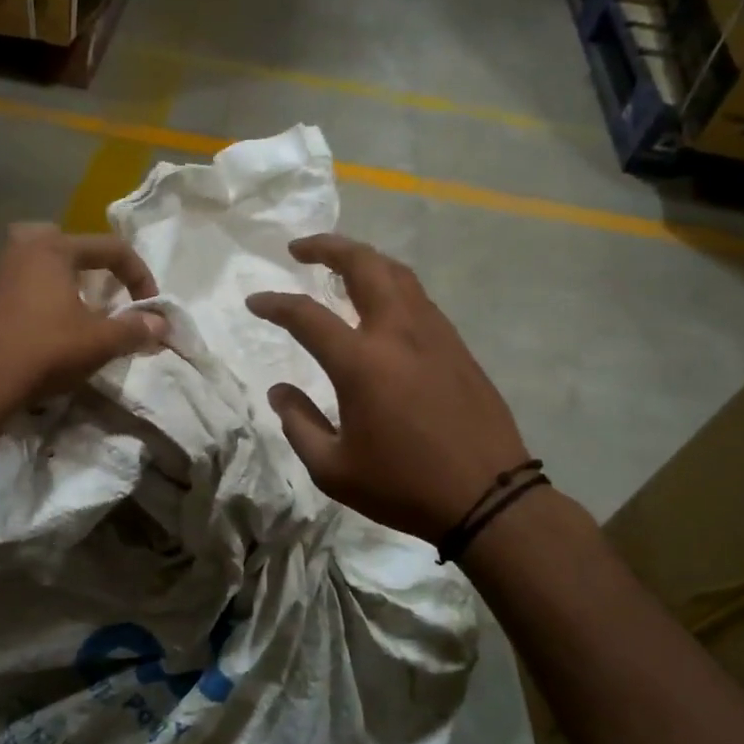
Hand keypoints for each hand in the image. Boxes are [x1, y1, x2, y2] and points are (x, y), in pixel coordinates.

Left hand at [0, 224, 167, 408]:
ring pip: (37, 266)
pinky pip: (18, 289)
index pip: (111, 248)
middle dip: (89, 263)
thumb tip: (161, 322)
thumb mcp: (98, 342)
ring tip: (77, 314)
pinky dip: (38, 302)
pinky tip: (44, 333)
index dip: (139, 275)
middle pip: (64, 243)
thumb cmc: (43, 351)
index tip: (150, 307)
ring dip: (62, 284)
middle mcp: (20, 251)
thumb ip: (134, 329)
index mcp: (52, 249)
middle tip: (101, 289)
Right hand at [246, 235, 528, 543]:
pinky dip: (391, 285)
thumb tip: (280, 391)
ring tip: (340, 266)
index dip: (275, 303)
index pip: (306, 315)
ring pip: (397, 273)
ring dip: (364, 260)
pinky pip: (418, 298)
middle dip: (328, 246)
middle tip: (300, 248)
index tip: (255, 301)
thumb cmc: (404, 486)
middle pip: (364, 264)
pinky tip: (381, 305)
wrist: (487, 497)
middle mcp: (398, 333)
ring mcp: (434, 334)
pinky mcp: (457, 345)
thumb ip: (299, 424)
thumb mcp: (333, 470)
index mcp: (362, 363)